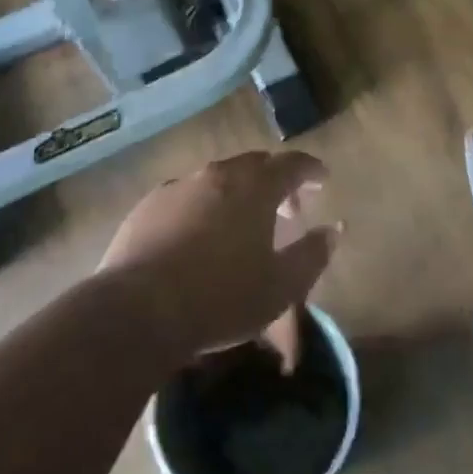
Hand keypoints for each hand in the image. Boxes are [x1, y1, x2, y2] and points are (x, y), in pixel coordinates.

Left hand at [99, 151, 338, 365]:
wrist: (139, 310)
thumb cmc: (221, 298)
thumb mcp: (281, 286)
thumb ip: (312, 254)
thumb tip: (334, 228)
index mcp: (255, 187)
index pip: (292, 164)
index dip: (311, 170)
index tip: (322, 179)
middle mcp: (218, 174)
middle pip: (255, 165)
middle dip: (275, 180)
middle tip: (286, 207)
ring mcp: (179, 186)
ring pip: (218, 178)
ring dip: (238, 192)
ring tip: (242, 222)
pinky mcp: (149, 204)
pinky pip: (187, 195)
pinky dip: (203, 205)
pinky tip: (199, 234)